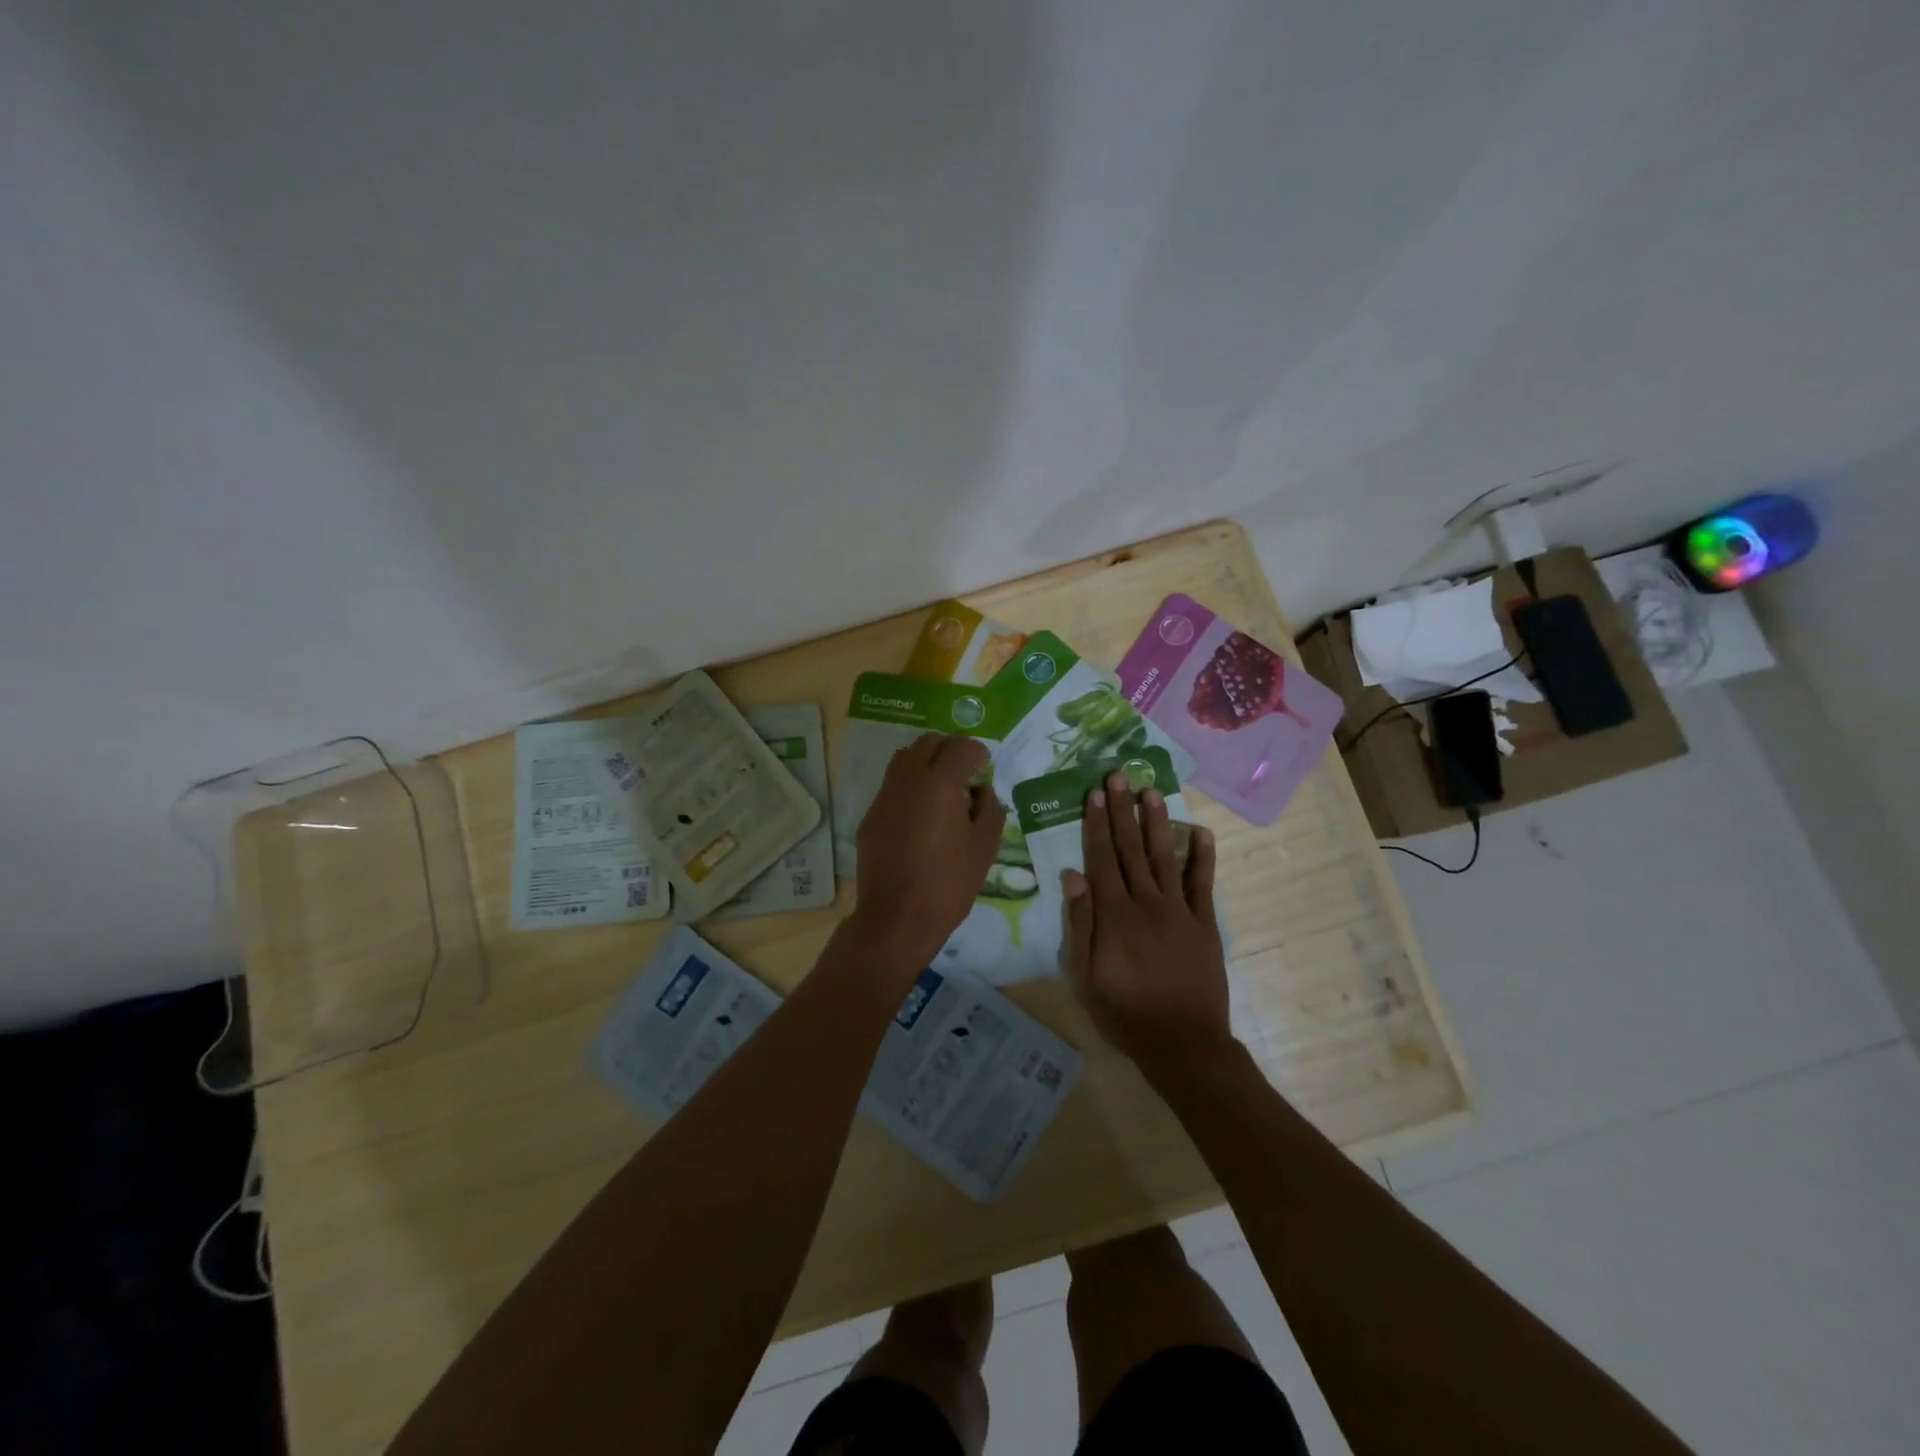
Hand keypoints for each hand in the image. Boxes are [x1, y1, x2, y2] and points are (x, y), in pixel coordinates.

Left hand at [850, 734, 1005, 974]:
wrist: (897, 917)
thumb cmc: (949, 883)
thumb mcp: (985, 847)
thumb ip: (989, 809)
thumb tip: (981, 791)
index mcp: (940, 783)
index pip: (960, 746)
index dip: (976, 751)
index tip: (984, 764)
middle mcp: (908, 779)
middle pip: (928, 743)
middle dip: (949, 749)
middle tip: (964, 770)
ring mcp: (884, 796)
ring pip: (904, 759)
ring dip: (925, 762)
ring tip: (940, 787)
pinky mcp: (870, 816)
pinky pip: (891, 786)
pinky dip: (908, 786)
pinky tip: (919, 814)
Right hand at [1063, 770, 1232, 1077]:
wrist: (1184, 1043)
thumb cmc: (1126, 1013)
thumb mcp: (1086, 976)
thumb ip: (1081, 924)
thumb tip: (1073, 876)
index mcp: (1115, 914)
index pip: (1102, 859)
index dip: (1098, 824)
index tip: (1095, 794)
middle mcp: (1147, 902)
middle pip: (1131, 849)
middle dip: (1124, 811)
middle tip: (1119, 776)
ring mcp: (1179, 911)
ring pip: (1165, 857)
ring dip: (1157, 823)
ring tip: (1152, 791)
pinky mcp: (1205, 925)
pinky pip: (1203, 885)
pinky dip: (1203, 858)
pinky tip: (1201, 833)